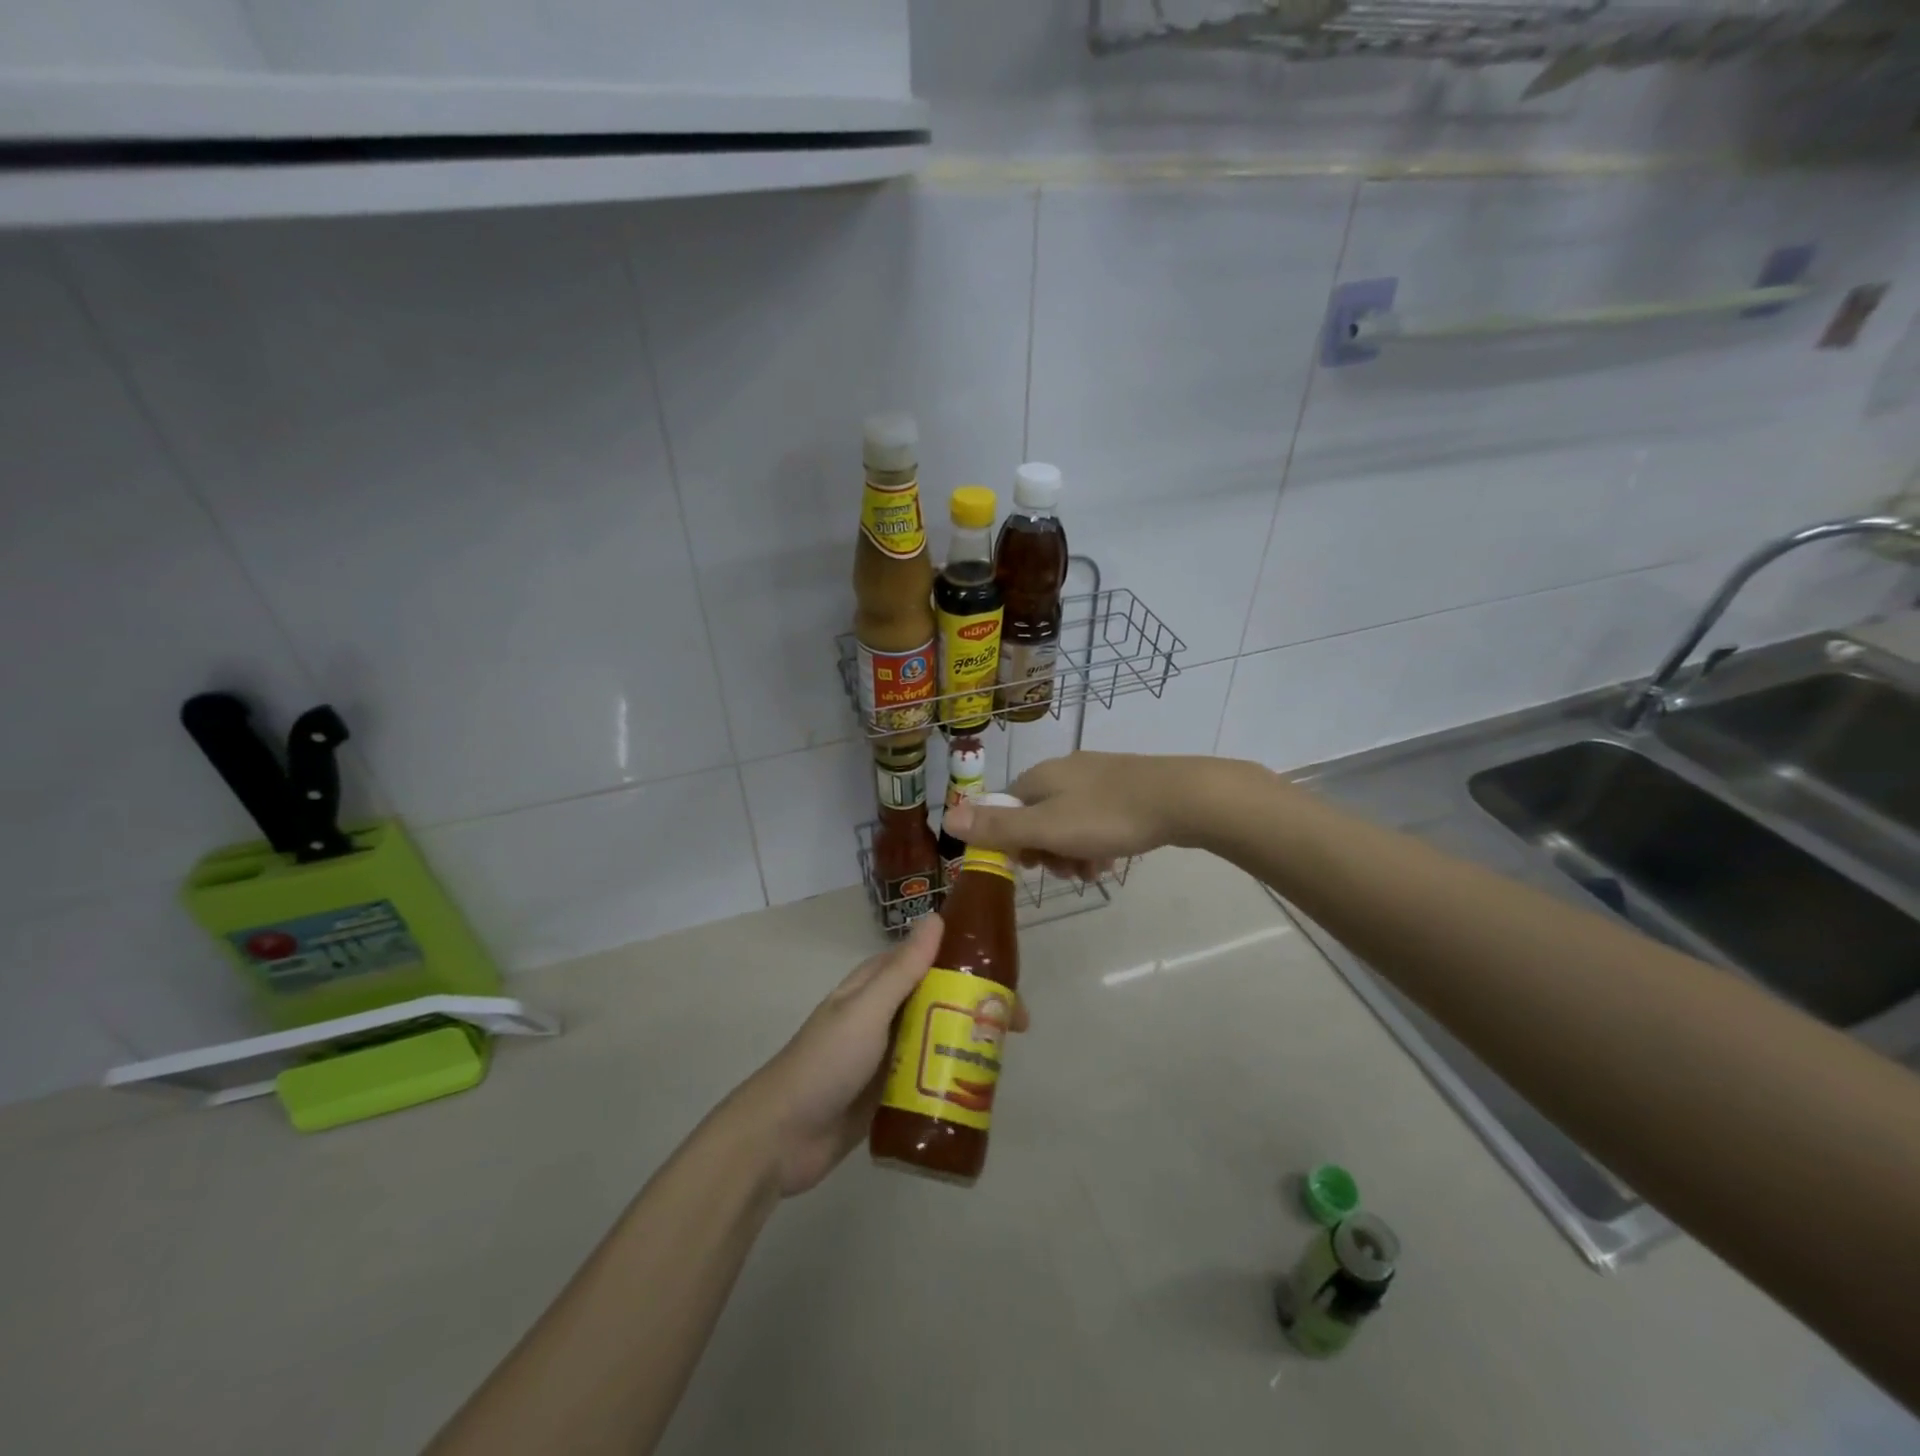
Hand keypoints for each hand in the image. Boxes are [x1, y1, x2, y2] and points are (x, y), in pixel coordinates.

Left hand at [728, 915, 1028, 1197]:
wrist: (782, 1138)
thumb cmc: (825, 1063)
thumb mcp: (867, 1010)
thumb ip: (902, 969)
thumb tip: (937, 917)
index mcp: (877, 985)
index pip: (931, 959)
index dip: (969, 961)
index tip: (1008, 975)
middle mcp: (886, 1013)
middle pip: (942, 999)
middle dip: (979, 1006)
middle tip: (1018, 1027)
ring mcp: (889, 1054)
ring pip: (940, 1037)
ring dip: (970, 1041)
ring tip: (1006, 1058)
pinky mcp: (891, 1091)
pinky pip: (931, 1074)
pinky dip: (954, 1074)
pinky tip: (981, 1087)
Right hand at [945, 751, 1225, 879]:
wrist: (1181, 798)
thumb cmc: (1107, 816)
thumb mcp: (1047, 828)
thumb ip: (998, 827)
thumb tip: (947, 817)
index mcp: (1039, 777)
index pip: (1005, 808)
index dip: (1009, 841)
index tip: (1028, 867)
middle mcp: (1064, 771)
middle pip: (1036, 816)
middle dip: (1044, 849)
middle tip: (1063, 873)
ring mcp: (1097, 777)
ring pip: (1068, 821)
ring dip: (1071, 851)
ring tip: (1091, 872)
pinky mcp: (1125, 787)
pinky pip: (1096, 819)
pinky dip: (1096, 842)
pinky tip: (1110, 861)